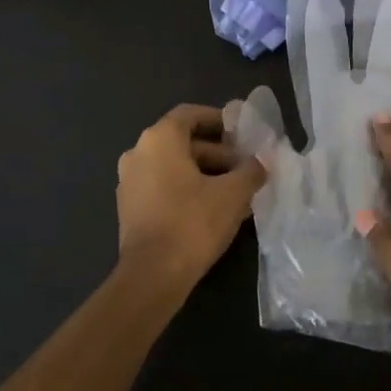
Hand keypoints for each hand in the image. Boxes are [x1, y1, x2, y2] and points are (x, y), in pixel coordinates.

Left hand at [116, 104, 267, 296]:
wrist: (152, 275)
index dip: (219, 120)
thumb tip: (261, 162)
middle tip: (246, 168)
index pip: (190, 114)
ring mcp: (129, 181)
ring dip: (205, 173)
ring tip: (236, 191)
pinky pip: (163, 187)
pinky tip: (214, 210)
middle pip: (183, 142)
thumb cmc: (193, 223)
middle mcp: (138, 153)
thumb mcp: (234, 193)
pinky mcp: (130, 208)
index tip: (242, 134)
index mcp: (159, 139)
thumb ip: (251, 170)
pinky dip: (187, 190)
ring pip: (174, 166)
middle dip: (218, 152)